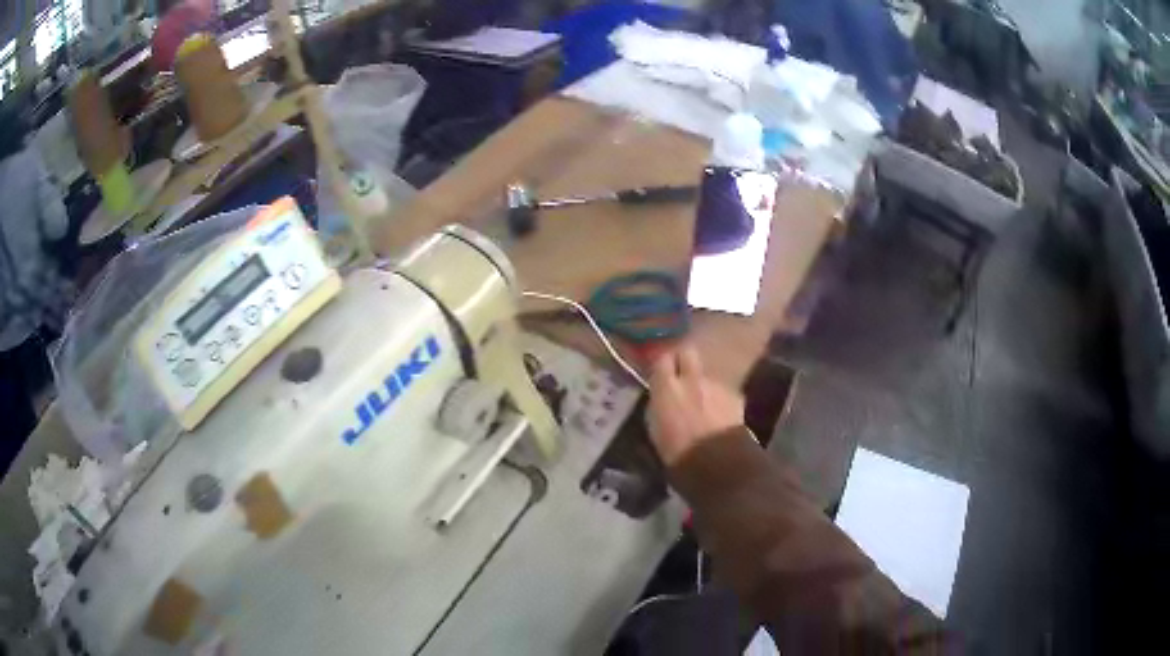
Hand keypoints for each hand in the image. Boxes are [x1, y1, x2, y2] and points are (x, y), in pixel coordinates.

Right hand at [647, 344, 744, 466]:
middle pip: (688, 353)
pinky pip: (724, 392)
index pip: (662, 359)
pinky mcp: (735, 396)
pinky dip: (721, 400)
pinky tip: (720, 415)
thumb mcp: (655, 428)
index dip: (663, 366)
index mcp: (667, 387)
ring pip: (707, 375)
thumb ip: (658, 404)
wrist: (716, 461)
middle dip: (685, 361)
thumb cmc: (676, 451)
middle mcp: (692, 379)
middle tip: (682, 376)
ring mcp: (716, 385)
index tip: (662, 374)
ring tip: (704, 403)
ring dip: (704, 385)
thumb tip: (661, 396)